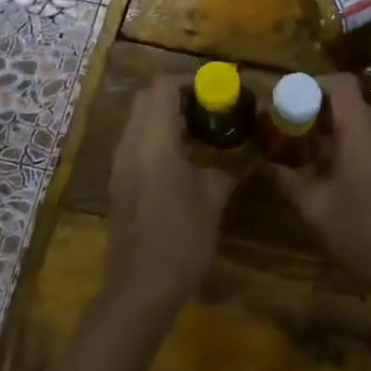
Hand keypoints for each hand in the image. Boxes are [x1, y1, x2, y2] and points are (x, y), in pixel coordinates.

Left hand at [104, 77, 239, 307]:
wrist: (139, 290)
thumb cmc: (180, 239)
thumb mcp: (213, 199)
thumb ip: (230, 167)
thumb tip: (251, 152)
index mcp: (153, 141)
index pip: (162, 86)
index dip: (190, 80)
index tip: (217, 92)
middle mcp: (130, 144)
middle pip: (147, 96)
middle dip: (178, 93)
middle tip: (210, 106)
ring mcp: (120, 163)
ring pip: (139, 117)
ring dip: (167, 113)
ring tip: (202, 128)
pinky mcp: (120, 180)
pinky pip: (137, 139)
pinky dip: (158, 133)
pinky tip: (185, 155)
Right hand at [267, 75, 370, 306]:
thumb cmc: (361, 235)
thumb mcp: (314, 208)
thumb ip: (288, 178)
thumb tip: (266, 161)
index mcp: (362, 132)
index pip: (342, 83)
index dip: (315, 83)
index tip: (292, 100)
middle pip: (353, 103)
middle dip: (323, 110)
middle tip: (297, 130)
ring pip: (366, 123)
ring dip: (340, 130)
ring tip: (316, 155)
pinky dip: (358, 145)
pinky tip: (343, 176)